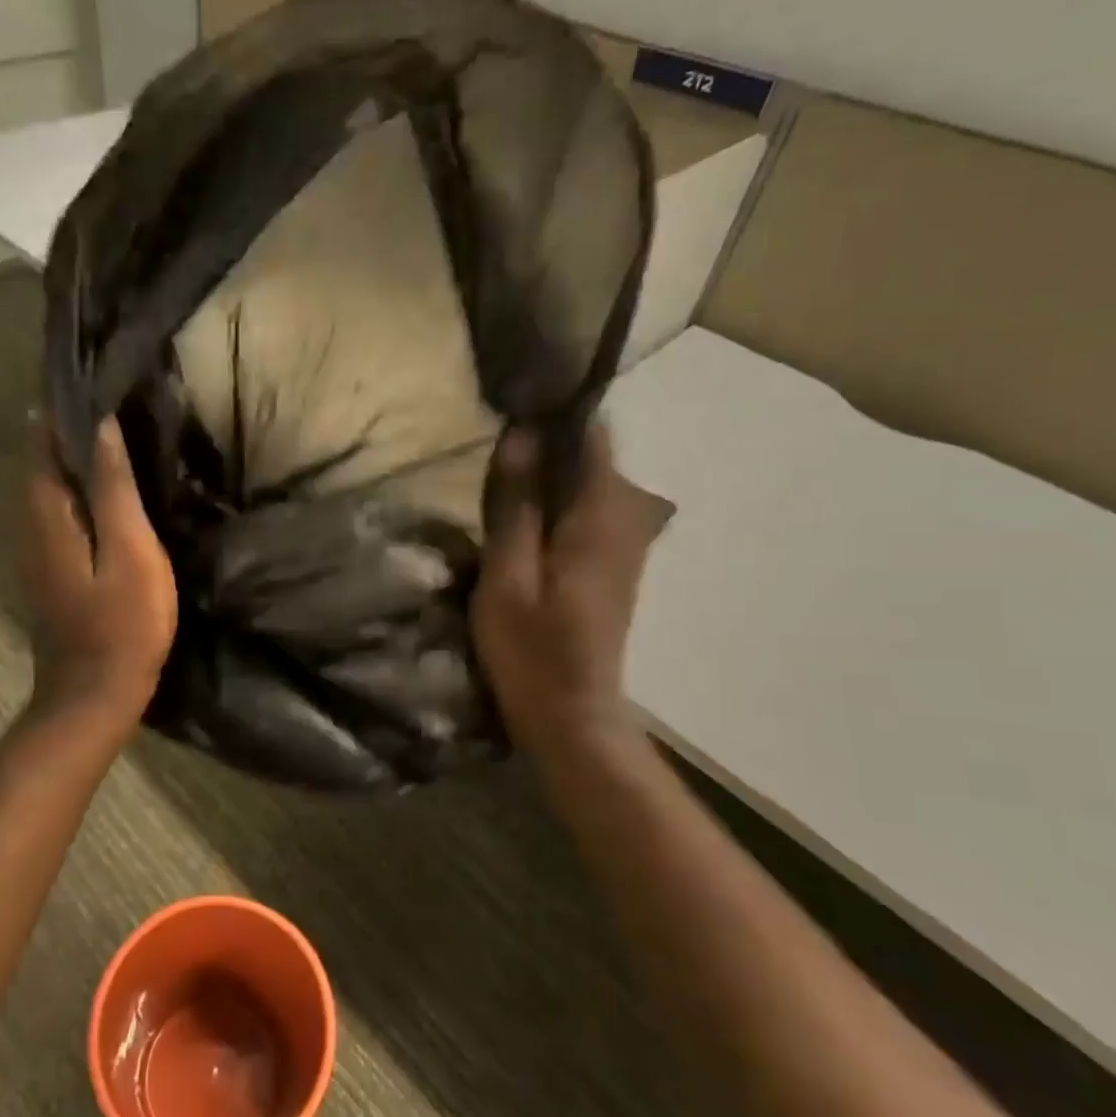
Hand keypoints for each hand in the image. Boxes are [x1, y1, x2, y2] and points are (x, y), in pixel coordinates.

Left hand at [22, 416, 177, 730]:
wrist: (95, 694)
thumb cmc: (123, 622)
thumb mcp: (130, 550)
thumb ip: (113, 488)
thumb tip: (99, 427)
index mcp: (47, 514)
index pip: (42, 443)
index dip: (61, 410)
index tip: (91, 381)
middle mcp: (31, 526)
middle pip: (41, 465)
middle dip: (66, 431)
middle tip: (108, 402)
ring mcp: (37, 553)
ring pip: (48, 491)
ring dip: (71, 461)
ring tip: (111, 437)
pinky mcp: (51, 572)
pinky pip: (58, 515)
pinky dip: (76, 492)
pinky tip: (106, 493)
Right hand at [471, 422, 669, 766]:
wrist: (572, 717)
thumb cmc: (533, 649)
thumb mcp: (508, 575)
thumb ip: (514, 504)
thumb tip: (520, 434)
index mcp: (600, 515)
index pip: (591, 434)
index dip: (554, 410)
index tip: (511, 399)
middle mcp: (622, 520)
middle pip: (589, 455)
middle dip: (545, 438)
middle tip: (492, 435)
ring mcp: (621, 544)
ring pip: (585, 483)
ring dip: (546, 469)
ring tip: (497, 466)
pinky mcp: (609, 565)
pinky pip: (583, 510)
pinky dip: (553, 498)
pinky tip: (516, 511)